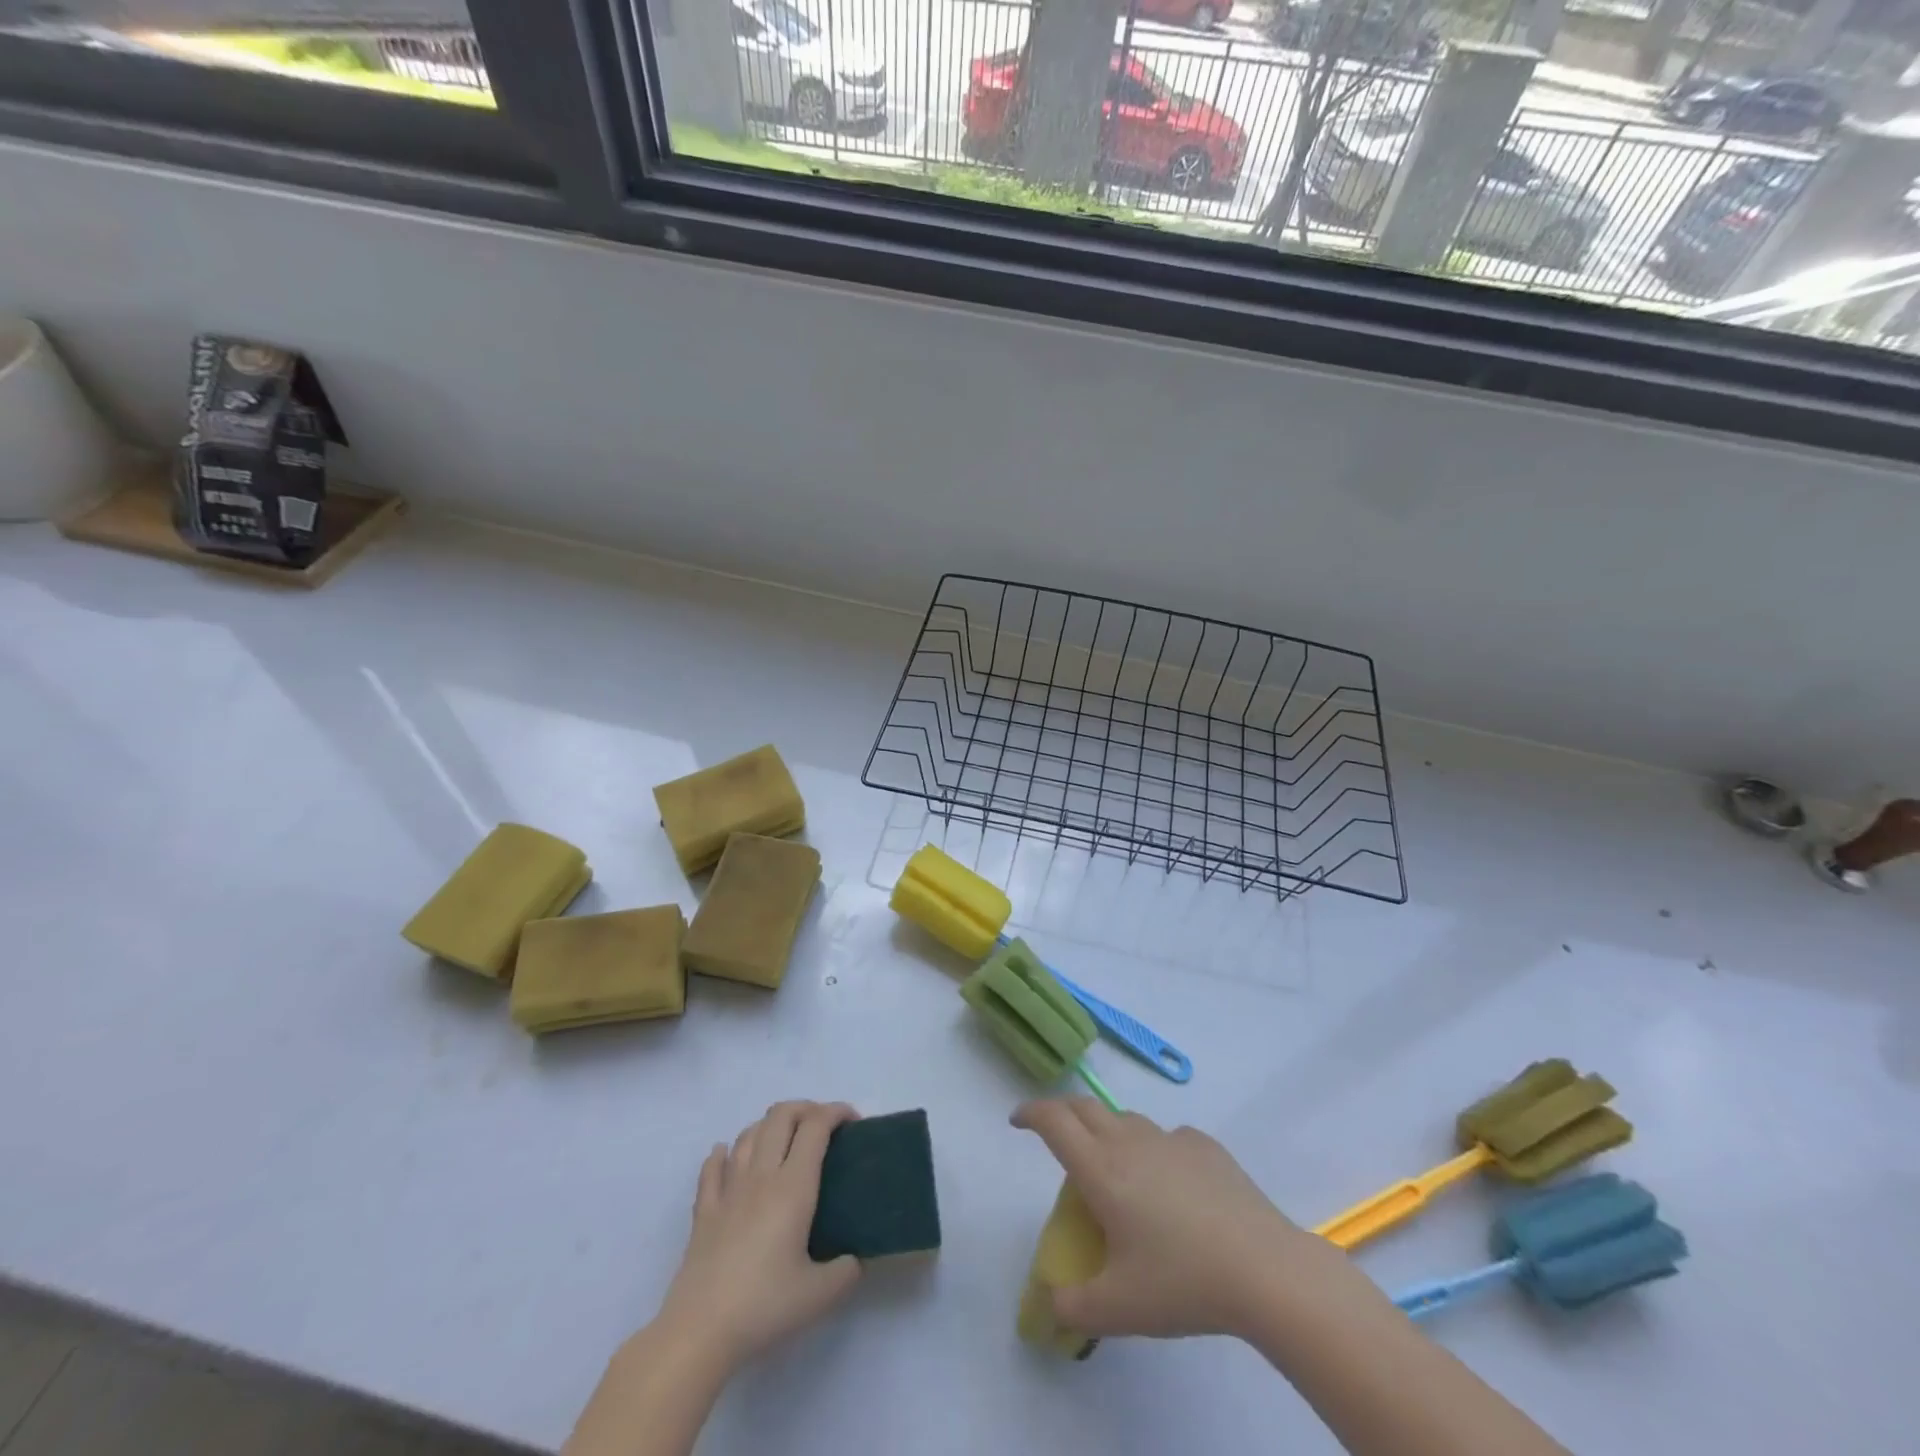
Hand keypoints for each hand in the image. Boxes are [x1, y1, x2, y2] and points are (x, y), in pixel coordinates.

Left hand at [655, 1101, 862, 1368]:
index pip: (815, 1127)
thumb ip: (845, 1271)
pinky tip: (727, 1155)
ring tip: (784, 1140)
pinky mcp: (704, 1211)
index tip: (852, 1121)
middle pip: (781, 1116)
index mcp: (793, 1187)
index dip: (835, 1112)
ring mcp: (728, 1190)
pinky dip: (723, 1153)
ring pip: (749, 1134)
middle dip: (806, 1108)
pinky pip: (712, 1167)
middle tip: (823, 1126)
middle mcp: (761, 1176)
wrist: (700, 1331)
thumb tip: (854, 1259)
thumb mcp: (819, 1295)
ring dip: (770, 1125)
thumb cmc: (763, 1306)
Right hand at [1013, 1097, 1335, 1340]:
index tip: (1017, 1121)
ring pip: (1125, 1119)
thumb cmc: (1182, 1283)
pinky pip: (1166, 1137)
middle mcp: (1130, 1142)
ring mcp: (1170, 1140)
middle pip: (1085, 1107)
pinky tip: (1169, 1183)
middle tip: (1054, 1133)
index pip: (1054, 1122)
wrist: (1263, 1268)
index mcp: (1102, 1170)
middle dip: (1061, 1113)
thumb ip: (1074, 1306)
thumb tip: (1049, 1304)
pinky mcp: (1204, 1146)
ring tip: (1112, 1164)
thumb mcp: (1119, 1308)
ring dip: (1107, 1129)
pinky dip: (1153, 1149)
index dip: (1031, 1113)